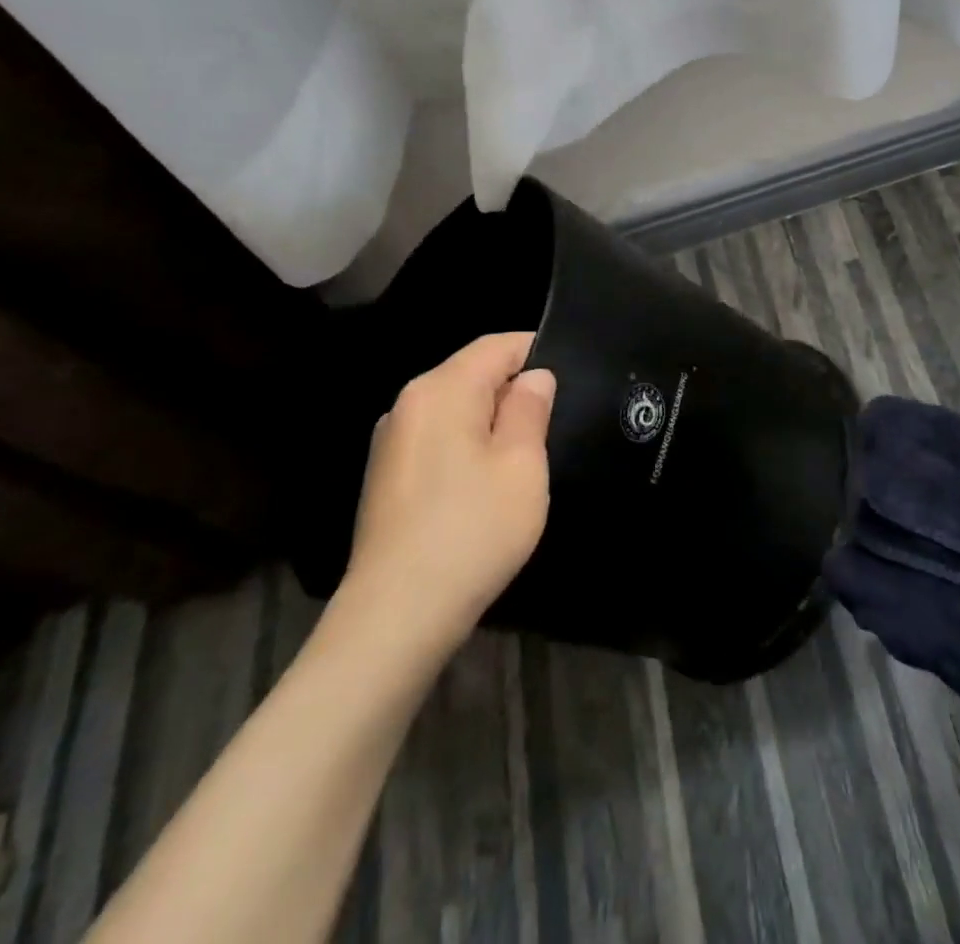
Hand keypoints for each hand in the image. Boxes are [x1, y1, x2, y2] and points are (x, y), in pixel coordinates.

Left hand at [343, 332, 555, 649]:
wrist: (396, 615)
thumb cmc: (472, 529)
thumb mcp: (521, 464)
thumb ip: (530, 408)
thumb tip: (534, 377)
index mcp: (440, 390)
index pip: (496, 345)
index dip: (536, 351)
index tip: (572, 374)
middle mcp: (408, 404)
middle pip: (471, 374)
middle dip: (514, 388)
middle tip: (556, 419)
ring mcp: (391, 442)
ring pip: (455, 408)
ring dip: (492, 420)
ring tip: (528, 452)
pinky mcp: (387, 477)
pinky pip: (438, 439)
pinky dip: (468, 445)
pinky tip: (487, 483)